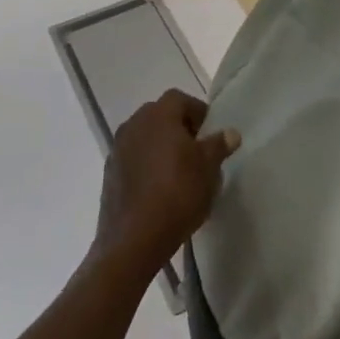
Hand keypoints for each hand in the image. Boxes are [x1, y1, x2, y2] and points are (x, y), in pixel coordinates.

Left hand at [93, 90, 239, 274]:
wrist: (133, 240)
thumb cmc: (178, 194)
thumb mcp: (208, 168)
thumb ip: (219, 145)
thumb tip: (230, 133)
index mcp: (158, 116)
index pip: (180, 99)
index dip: (198, 112)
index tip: (210, 133)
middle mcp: (133, 125)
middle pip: (160, 116)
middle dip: (179, 128)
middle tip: (198, 150)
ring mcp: (117, 150)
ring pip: (145, 138)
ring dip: (162, 147)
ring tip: (180, 171)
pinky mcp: (109, 174)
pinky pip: (134, 159)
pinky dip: (147, 165)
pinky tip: (160, 188)